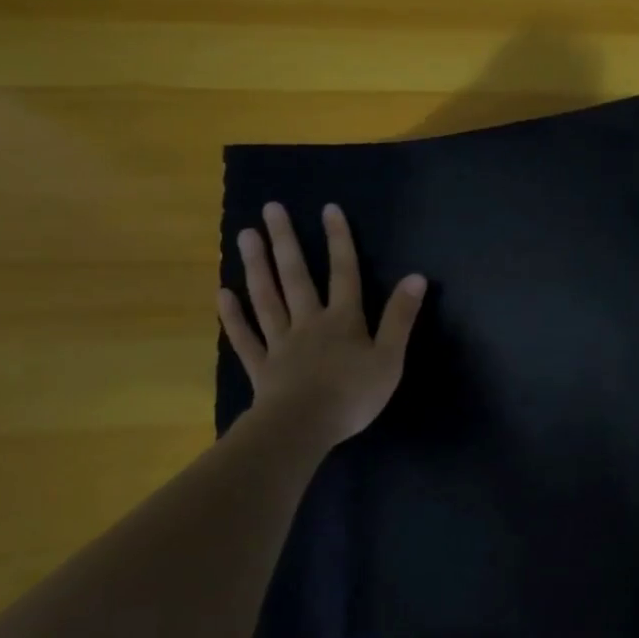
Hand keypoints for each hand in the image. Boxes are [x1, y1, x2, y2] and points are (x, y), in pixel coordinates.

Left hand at [218, 202, 425, 451]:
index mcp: (343, 320)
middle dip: (285, 242)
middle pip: (296, 277)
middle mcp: (309, 323)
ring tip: (245, 236)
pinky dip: (234, 317)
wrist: (304, 428)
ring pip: (267, 299)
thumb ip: (401, 317)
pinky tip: (222, 294)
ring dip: (256, 266)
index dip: (339, 240)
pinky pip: (246, 338)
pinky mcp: (261, 368)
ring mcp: (281, 344)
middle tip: (270, 209)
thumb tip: (416, 276)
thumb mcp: (390, 357)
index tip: (328, 209)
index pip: (344, 272)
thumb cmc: (353, 395)